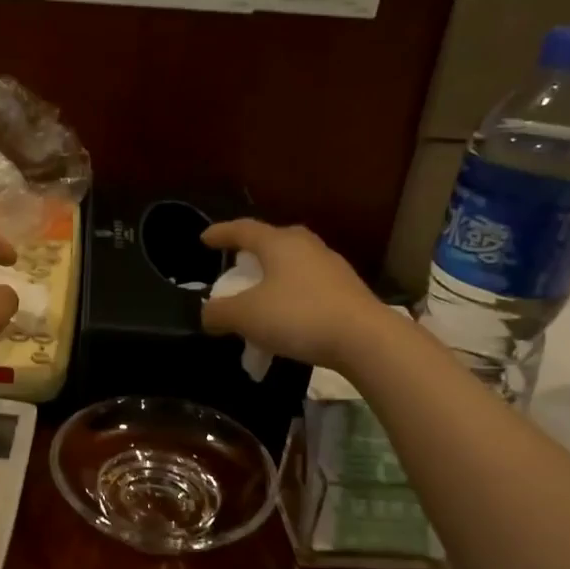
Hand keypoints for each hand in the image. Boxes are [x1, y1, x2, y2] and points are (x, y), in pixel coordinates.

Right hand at [200, 219, 386, 369]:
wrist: (364, 339)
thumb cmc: (298, 316)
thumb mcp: (245, 316)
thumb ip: (219, 312)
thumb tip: (208, 314)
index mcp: (279, 243)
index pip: (243, 229)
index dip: (221, 233)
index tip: (205, 239)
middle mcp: (307, 246)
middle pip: (274, 240)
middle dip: (253, 250)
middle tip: (238, 263)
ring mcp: (332, 267)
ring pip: (294, 263)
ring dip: (274, 275)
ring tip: (261, 294)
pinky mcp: (348, 290)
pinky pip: (309, 285)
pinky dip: (292, 294)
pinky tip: (287, 315)